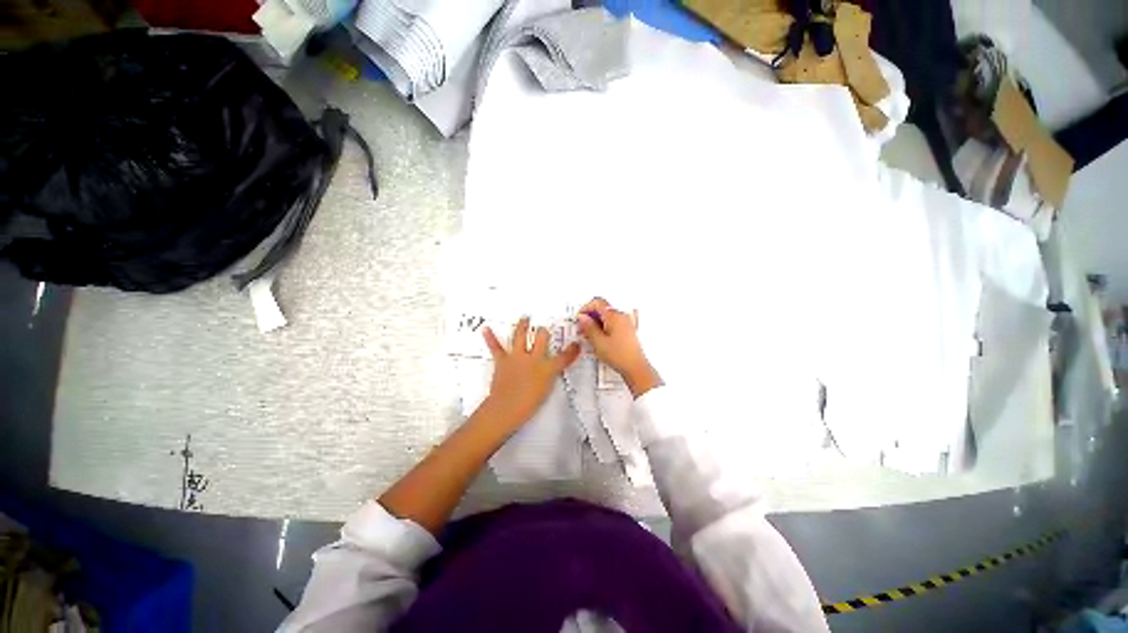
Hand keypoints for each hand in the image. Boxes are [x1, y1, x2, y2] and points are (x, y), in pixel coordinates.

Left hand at [481, 317, 579, 428]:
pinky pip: (496, 347)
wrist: (506, 408)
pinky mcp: (502, 361)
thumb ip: (548, 377)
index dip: (571, 350)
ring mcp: (517, 357)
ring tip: (524, 318)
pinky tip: (486, 329)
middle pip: (542, 337)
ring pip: (521, 335)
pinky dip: (490, 338)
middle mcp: (533, 358)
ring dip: (522, 325)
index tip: (575, 344)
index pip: (564, 357)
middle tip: (544, 329)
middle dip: (544, 331)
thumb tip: (548, 371)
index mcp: (547, 368)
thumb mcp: (546, 391)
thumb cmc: (528, 404)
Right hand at [577, 298, 662, 397]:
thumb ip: (589, 327)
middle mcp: (622, 316)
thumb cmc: (619, 355)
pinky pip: (613, 323)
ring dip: (597, 322)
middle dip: (591, 316)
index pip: (597, 302)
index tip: (579, 317)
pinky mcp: (627, 330)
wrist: (635, 368)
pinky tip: (599, 338)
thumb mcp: (598, 342)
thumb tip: (582, 317)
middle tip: (583, 328)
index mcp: (614, 316)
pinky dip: (604, 327)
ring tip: (590, 335)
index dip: (586, 308)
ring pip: (607, 316)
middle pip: (603, 308)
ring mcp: (626, 323)